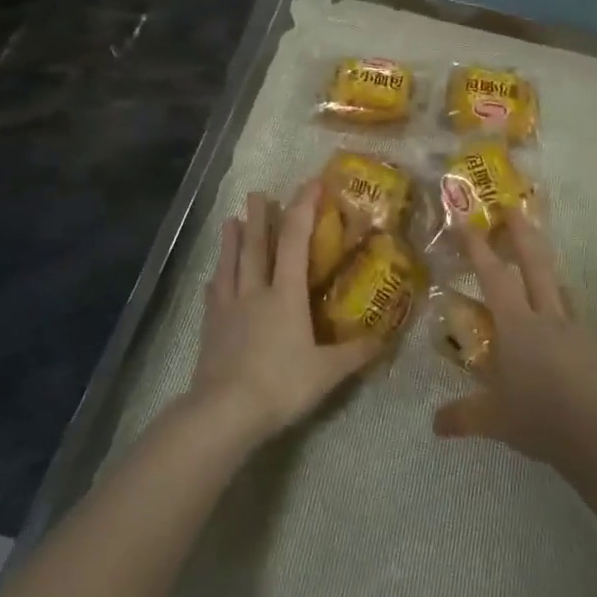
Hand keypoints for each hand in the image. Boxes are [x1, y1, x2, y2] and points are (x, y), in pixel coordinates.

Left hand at [188, 180, 380, 444]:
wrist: (224, 412)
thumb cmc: (281, 385)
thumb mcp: (327, 372)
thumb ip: (355, 353)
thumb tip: (385, 337)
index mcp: (286, 295)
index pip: (295, 241)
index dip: (303, 209)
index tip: (311, 184)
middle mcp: (255, 292)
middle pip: (257, 246)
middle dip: (260, 217)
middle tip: (257, 192)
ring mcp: (229, 309)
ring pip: (231, 265)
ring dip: (232, 241)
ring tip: (230, 220)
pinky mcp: (211, 329)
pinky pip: (214, 296)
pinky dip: (216, 282)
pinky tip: (212, 279)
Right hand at [434, 207, 596, 472]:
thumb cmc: (540, 419)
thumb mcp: (494, 420)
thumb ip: (462, 416)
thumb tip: (434, 424)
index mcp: (517, 325)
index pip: (493, 275)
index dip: (477, 247)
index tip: (463, 223)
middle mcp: (544, 315)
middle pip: (534, 261)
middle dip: (521, 231)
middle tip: (510, 207)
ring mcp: (570, 326)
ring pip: (556, 280)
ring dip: (542, 259)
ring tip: (534, 250)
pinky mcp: (587, 341)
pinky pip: (569, 306)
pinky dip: (558, 295)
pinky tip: (556, 303)